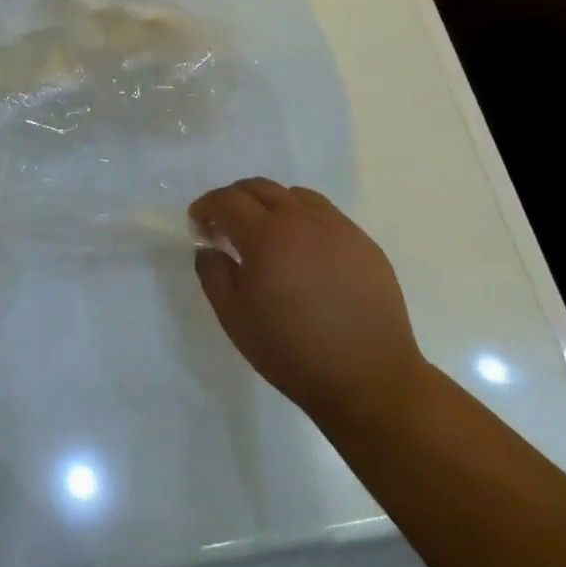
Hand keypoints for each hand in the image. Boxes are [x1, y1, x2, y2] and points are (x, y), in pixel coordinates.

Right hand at [190, 178, 428, 431]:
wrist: (368, 379)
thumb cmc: (292, 351)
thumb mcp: (234, 318)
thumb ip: (213, 274)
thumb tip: (209, 248)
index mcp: (266, 236)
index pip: (227, 200)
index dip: (206, 205)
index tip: (198, 222)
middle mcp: (302, 220)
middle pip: (260, 187)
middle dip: (234, 199)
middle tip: (225, 224)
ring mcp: (338, 228)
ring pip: (295, 195)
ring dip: (270, 204)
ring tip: (265, 233)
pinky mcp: (364, 243)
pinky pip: (326, 214)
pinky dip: (303, 218)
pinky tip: (303, 250)